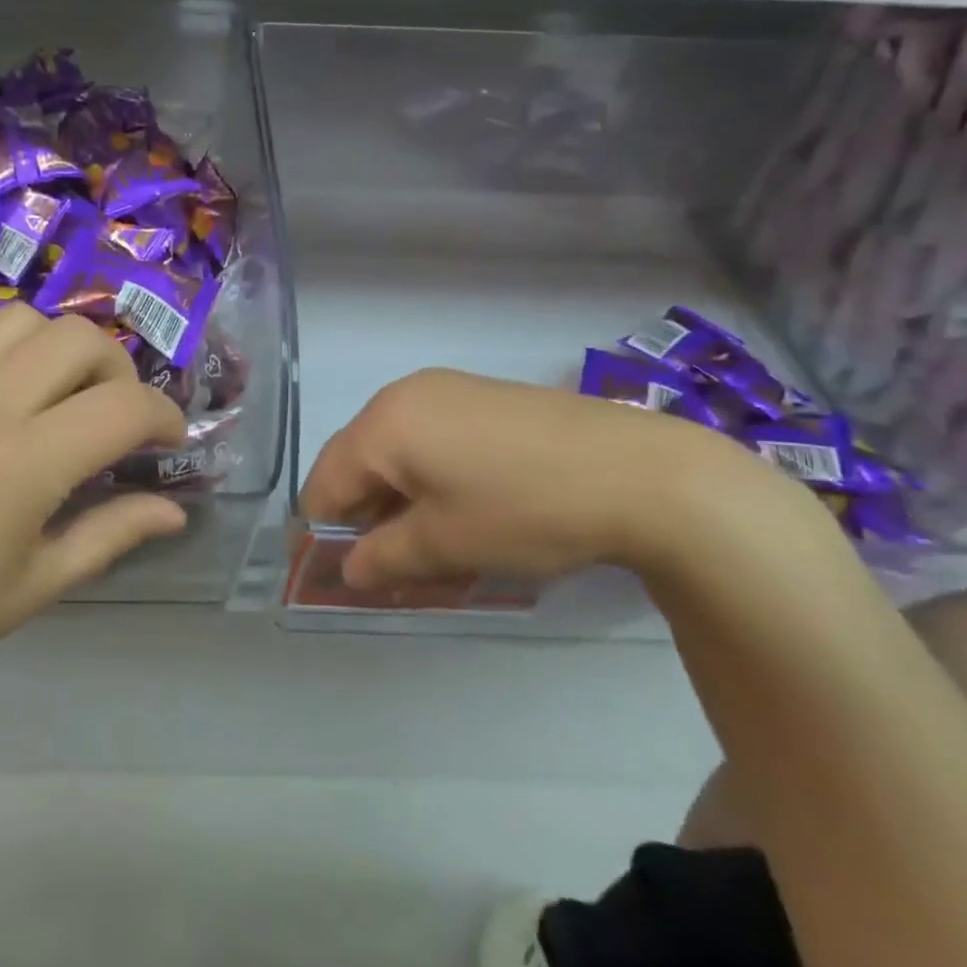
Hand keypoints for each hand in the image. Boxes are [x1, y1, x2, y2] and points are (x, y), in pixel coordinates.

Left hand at [0, 304, 186, 736]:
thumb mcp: (40, 584)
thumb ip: (114, 533)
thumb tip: (175, 512)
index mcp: (26, 462)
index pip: (125, 407)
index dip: (165, 417)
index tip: (170, 440)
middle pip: (80, 338)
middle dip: (119, 371)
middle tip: (116, 418)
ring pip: (22, 319)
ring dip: (58, 349)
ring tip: (58, 395)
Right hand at [300, 369, 800, 589]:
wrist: (643, 472)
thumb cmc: (525, 509)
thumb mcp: (445, 545)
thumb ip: (382, 558)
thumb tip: (348, 570)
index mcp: (382, 423)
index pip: (325, 483)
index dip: (323, 534)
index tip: (336, 576)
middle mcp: (405, 395)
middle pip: (358, 463)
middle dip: (365, 518)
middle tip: (389, 568)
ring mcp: (448, 390)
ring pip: (397, 453)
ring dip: (399, 501)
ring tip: (431, 547)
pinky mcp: (484, 397)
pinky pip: (432, 440)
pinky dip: (431, 479)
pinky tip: (464, 511)